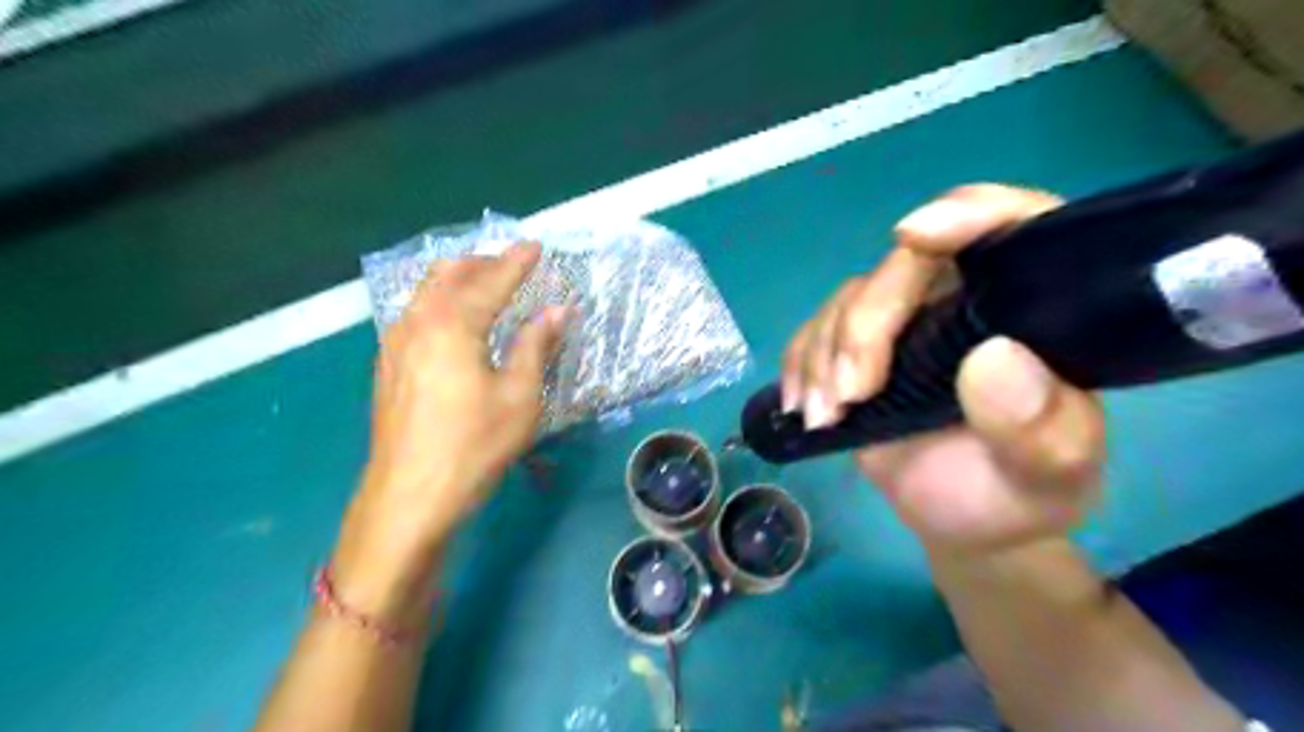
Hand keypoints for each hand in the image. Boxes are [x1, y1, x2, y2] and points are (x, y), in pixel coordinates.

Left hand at [332, 243, 564, 615]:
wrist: (408, 497)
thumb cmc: (473, 445)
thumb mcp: (519, 396)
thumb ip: (535, 345)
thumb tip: (558, 310)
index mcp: (451, 323)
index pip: (490, 280)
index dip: (517, 262)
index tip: (537, 246)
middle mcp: (416, 322)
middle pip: (448, 275)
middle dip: (481, 263)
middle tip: (511, 264)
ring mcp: (395, 345)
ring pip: (425, 293)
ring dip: (458, 281)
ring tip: (485, 286)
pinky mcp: (388, 367)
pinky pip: (416, 315)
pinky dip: (440, 304)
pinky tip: (454, 323)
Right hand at [777, 186, 1103, 552]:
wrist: (964, 521)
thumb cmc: (1017, 496)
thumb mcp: (1047, 475)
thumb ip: (1038, 426)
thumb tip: (993, 357)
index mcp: (1030, 310)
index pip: (1013, 227)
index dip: (967, 214)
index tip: (914, 235)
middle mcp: (965, 300)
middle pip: (904, 266)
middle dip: (866, 324)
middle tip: (852, 394)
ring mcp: (906, 322)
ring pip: (850, 298)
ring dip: (825, 354)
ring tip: (826, 418)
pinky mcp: (859, 349)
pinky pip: (816, 330)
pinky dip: (800, 363)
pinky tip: (802, 406)